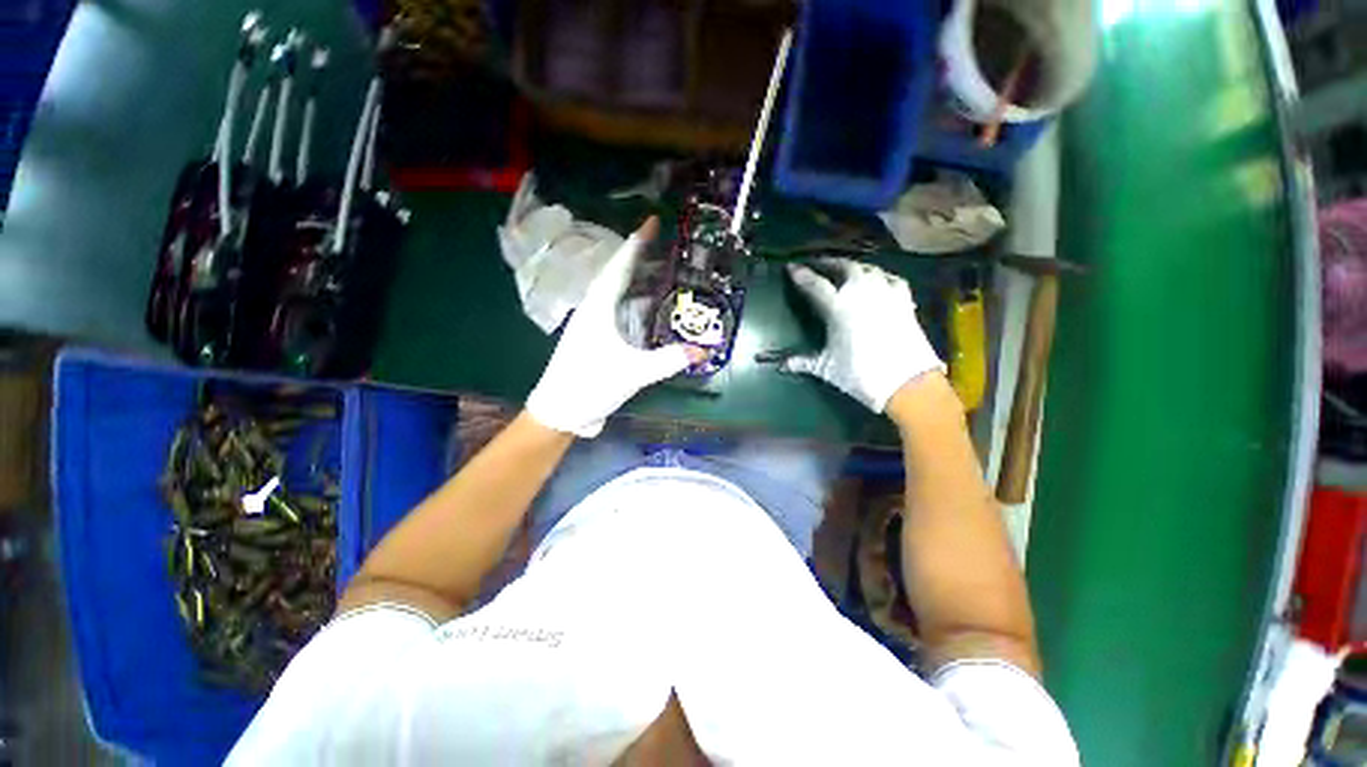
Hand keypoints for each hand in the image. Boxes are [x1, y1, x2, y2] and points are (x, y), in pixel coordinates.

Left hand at [527, 218, 697, 436]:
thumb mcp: (633, 373)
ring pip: (615, 293)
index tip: (652, 221)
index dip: (637, 244)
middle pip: (617, 275)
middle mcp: (592, 310)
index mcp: (597, 309)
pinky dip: (633, 302)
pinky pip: (616, 310)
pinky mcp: (594, 339)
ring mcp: (591, 325)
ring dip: (636, 280)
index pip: (620, 268)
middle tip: (664, 245)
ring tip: (659, 271)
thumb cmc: (590, 385)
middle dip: (639, 258)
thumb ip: (668, 361)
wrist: (560, 412)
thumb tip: (702, 351)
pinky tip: (645, 307)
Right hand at [783, 258, 943, 412]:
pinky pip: (890, 278)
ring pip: (868, 268)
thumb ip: (802, 362)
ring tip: (845, 269)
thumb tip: (781, 366)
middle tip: (818, 264)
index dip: (801, 274)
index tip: (791, 267)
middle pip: (844, 267)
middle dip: (828, 262)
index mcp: (838, 307)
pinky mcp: (904, 300)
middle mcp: (861, 293)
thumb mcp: (825, 368)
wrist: (906, 382)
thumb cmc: (860, 374)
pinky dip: (880, 275)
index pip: (814, 284)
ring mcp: (885, 293)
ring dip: (853, 266)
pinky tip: (877, 279)